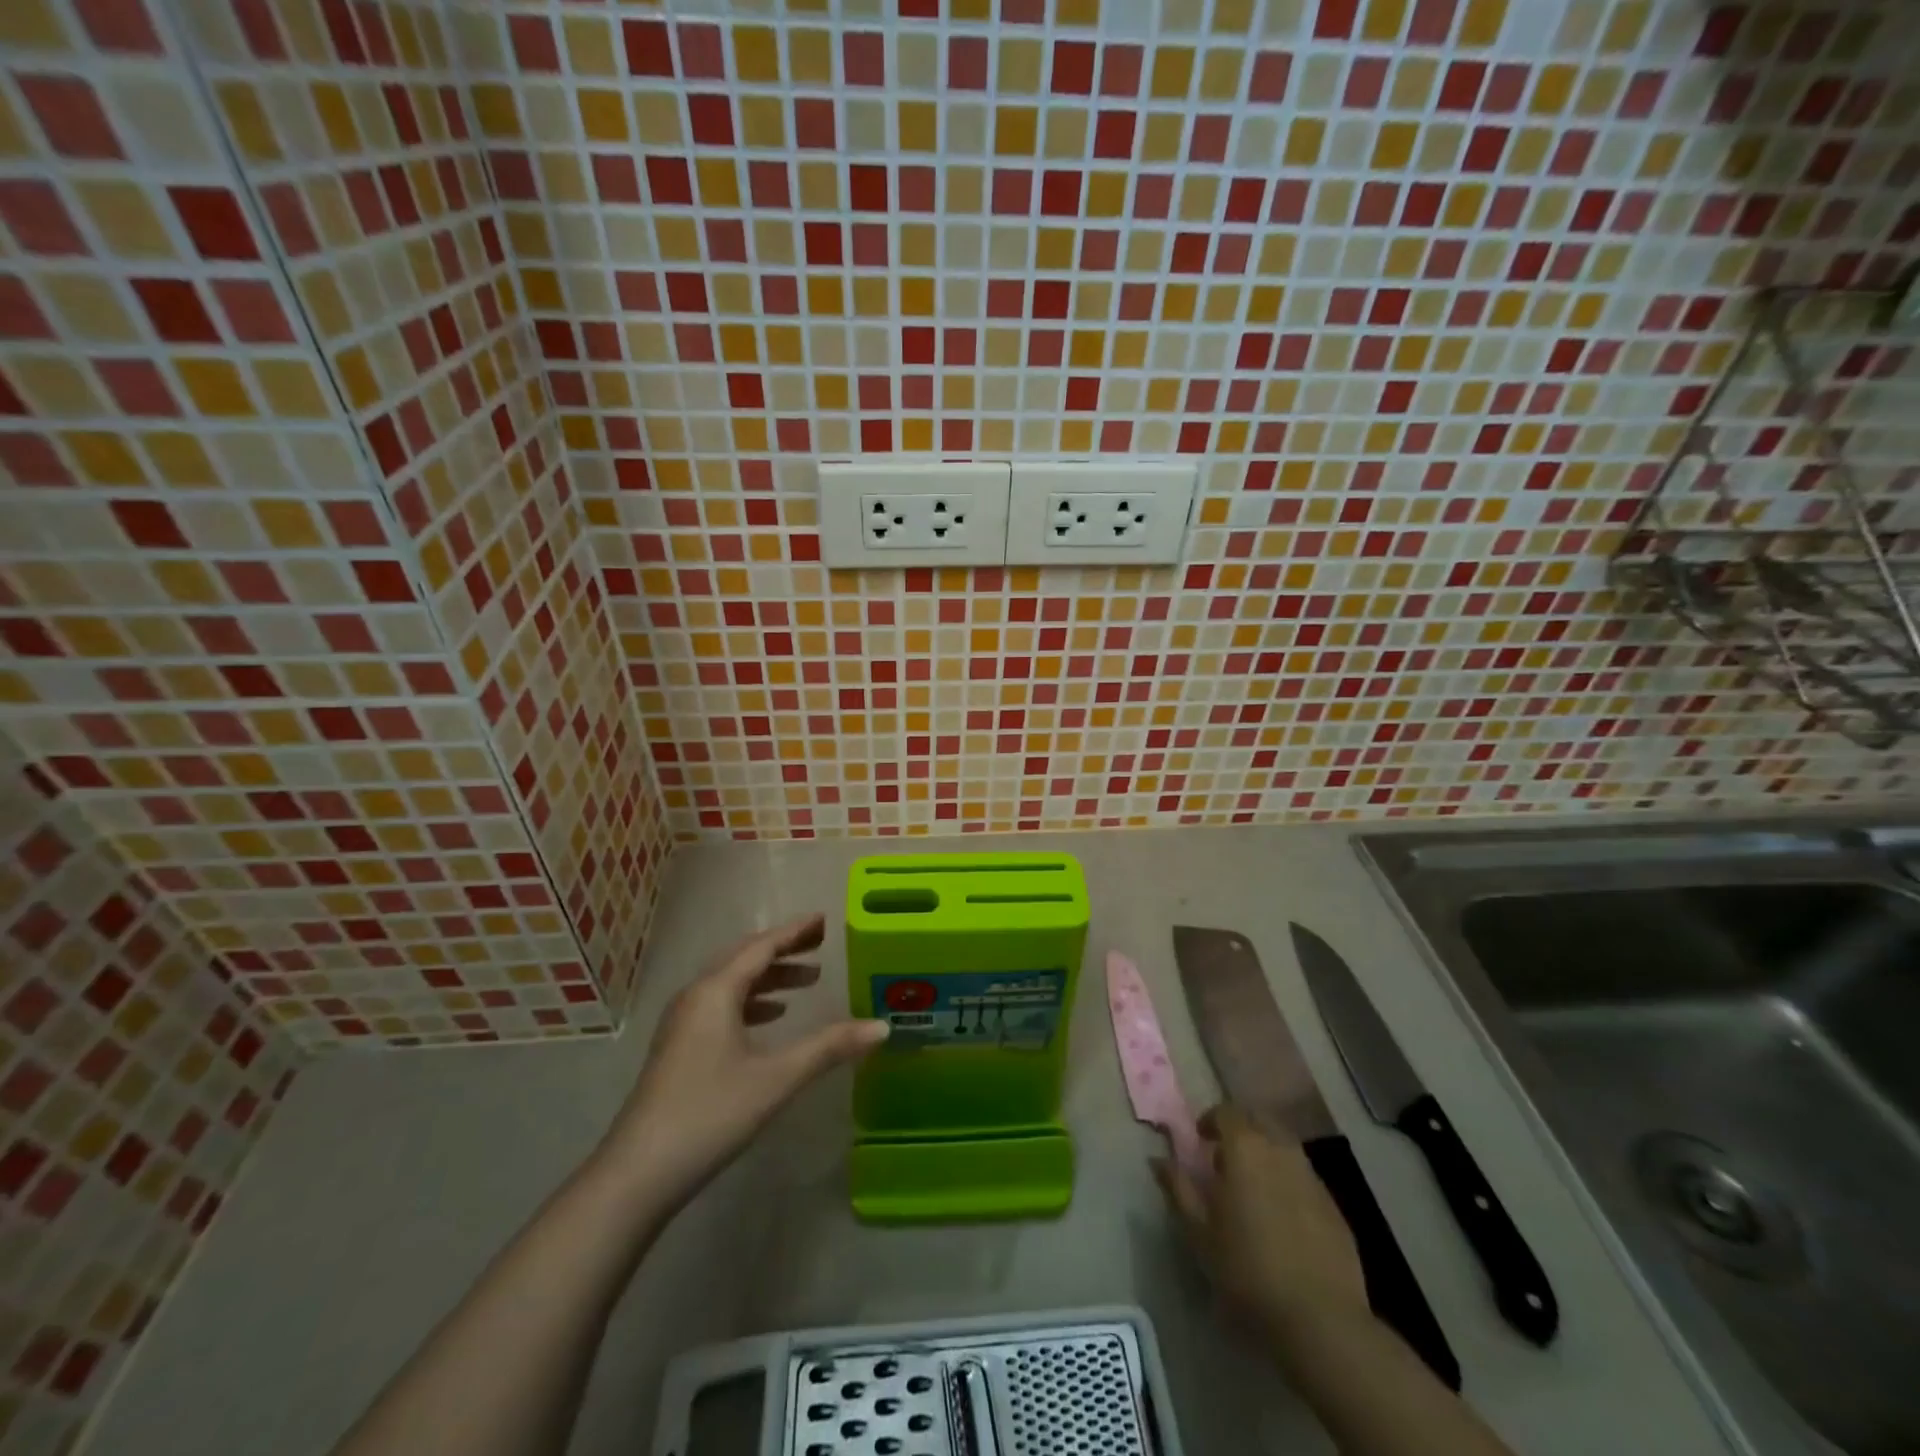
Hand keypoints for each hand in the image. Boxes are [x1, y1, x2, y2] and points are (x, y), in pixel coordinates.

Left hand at [597, 912, 887, 1207]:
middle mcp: (696, 996)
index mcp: (716, 992)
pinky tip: (771, 1018)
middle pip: (744, 958)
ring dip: (769, 977)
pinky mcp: (678, 1048)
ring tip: (807, 981)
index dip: (795, 932)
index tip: (824, 920)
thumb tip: (881, 1027)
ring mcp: (682, 1023)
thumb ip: (829, 1048)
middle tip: (820, 945)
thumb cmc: (710, 1114)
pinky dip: (751, 1001)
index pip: (762, 948)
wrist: (638, 1173)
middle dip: (783, 950)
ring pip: (731, 983)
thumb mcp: (776, 1078)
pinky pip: (721, 1006)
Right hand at [1154, 1105, 1367, 1340]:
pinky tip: (1281, 1217)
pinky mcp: (1334, 1206)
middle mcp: (1281, 1150)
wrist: (1320, 1319)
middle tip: (1225, 1159)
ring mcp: (1312, 1177)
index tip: (1200, 1141)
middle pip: (1259, 1120)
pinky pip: (1304, 1177)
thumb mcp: (1198, 1231)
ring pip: (1284, 1147)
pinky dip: (1287, 1181)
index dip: (1210, 1120)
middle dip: (1240, 1130)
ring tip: (1252, 1188)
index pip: (1226, 1112)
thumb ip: (1178, 1187)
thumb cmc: (1246, 1269)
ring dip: (1265, 1154)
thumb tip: (1158, 1159)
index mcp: (1245, 1148)